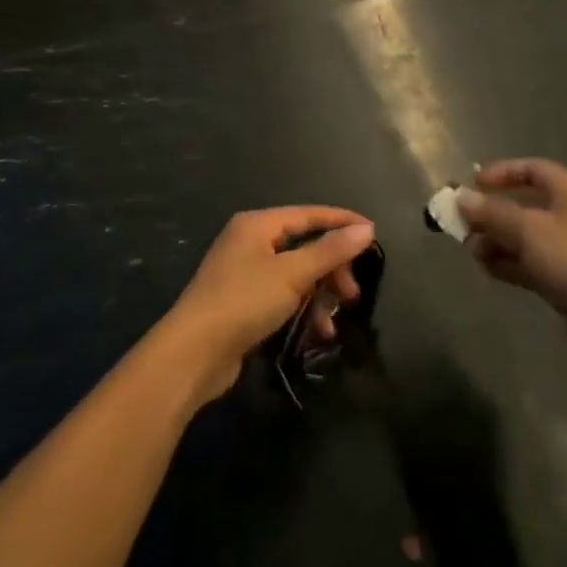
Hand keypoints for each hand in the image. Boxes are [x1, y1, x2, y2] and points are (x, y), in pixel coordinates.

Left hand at [160, 206, 374, 405]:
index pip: (307, 214)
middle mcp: (249, 242)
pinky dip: (301, 311)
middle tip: (351, 294)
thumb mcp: (292, 274)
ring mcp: (244, 273)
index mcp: (256, 224)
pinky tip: (315, 334)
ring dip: (318, 297)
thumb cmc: (243, 301)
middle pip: (303, 247)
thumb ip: (330, 251)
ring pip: (295, 276)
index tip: (373, 232)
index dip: (340, 221)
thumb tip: (365, 229)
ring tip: (330, 324)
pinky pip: (282, 297)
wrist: (193, 352)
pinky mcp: (243, 304)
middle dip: (330, 270)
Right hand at [457, 159, 566, 368]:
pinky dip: (511, 263)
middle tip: (464, 225)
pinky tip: (488, 270)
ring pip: (527, 236)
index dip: (501, 173)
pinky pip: (533, 262)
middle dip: (493, 214)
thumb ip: (491, 212)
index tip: (473, 185)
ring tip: (473, 252)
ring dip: (498, 241)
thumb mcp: (528, 230)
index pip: (533, 169)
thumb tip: (461, 197)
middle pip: (526, 204)